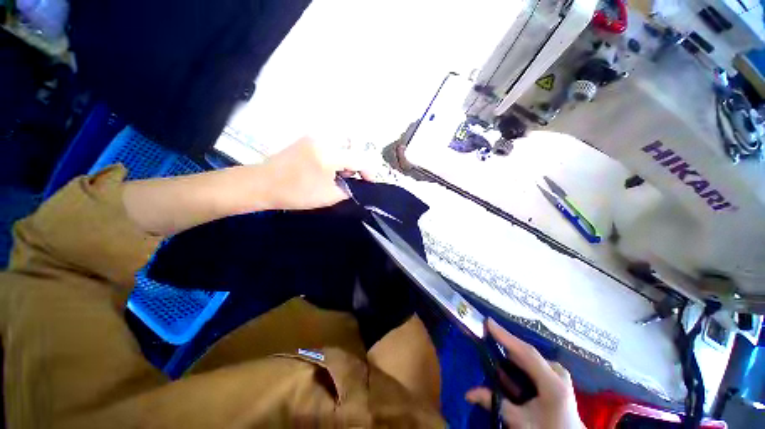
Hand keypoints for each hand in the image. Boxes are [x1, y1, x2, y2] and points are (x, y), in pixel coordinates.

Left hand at [261, 136, 372, 210]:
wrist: (262, 184)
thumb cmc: (296, 193)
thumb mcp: (329, 196)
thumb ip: (349, 190)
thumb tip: (357, 185)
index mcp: (330, 154)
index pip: (360, 159)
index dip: (368, 172)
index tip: (369, 183)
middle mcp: (324, 140)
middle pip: (352, 151)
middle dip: (354, 167)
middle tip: (347, 182)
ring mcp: (313, 138)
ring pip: (341, 148)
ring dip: (344, 163)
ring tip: (334, 178)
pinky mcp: (306, 140)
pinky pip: (329, 147)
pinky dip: (333, 159)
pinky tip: (325, 170)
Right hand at [465, 319, 583, 428]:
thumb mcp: (521, 422)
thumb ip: (496, 404)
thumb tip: (468, 393)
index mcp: (553, 383)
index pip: (526, 353)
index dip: (506, 336)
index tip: (487, 321)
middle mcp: (557, 372)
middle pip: (525, 352)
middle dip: (504, 345)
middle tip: (484, 336)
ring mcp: (558, 372)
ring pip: (527, 357)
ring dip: (510, 355)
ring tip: (492, 351)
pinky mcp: (555, 375)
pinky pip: (532, 362)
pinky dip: (517, 363)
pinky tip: (508, 368)